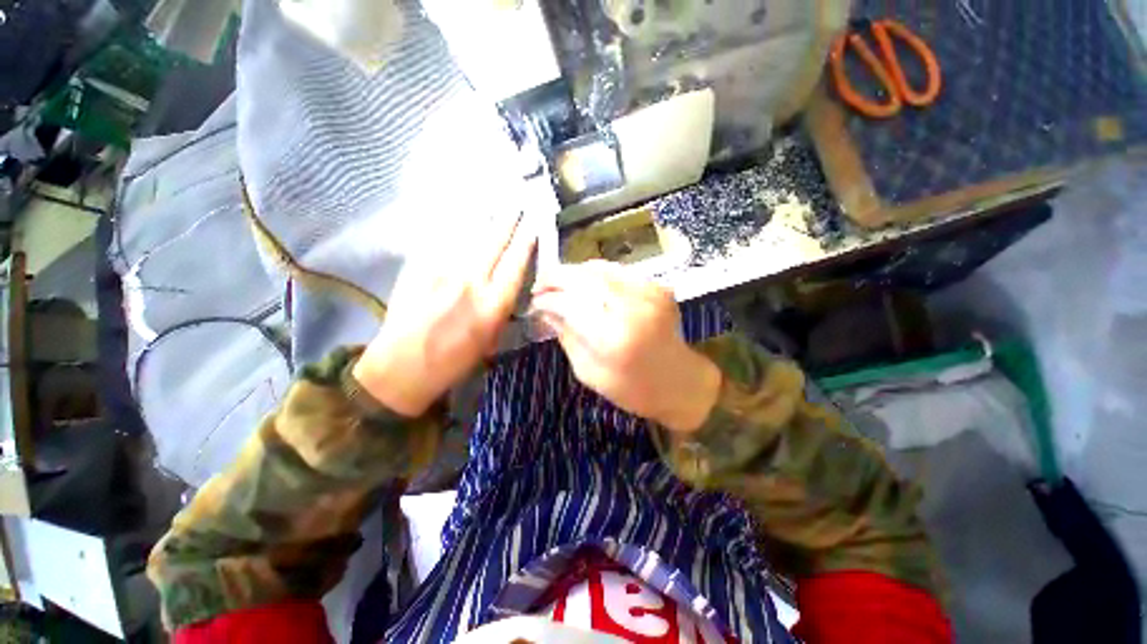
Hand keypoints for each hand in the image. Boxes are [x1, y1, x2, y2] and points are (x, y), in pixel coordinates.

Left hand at [353, 213, 535, 416]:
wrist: (402, 366)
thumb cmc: (454, 360)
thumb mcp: (491, 339)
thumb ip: (501, 307)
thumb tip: (508, 282)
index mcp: (493, 305)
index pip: (516, 263)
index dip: (527, 241)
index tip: (534, 224)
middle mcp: (471, 282)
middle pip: (494, 241)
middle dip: (508, 219)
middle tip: (518, 202)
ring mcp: (442, 270)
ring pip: (468, 235)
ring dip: (483, 217)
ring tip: (493, 202)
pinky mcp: (418, 267)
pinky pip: (442, 239)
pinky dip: (454, 227)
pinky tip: (461, 216)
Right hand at [531, 261, 720, 433]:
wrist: (680, 382)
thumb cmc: (632, 389)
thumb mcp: (588, 371)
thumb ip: (566, 336)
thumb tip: (545, 310)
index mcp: (613, 338)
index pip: (570, 303)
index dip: (547, 298)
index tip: (534, 301)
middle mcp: (632, 307)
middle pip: (584, 278)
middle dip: (556, 277)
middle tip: (541, 284)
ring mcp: (648, 292)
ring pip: (600, 268)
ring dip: (574, 272)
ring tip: (559, 283)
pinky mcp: (657, 286)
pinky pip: (618, 271)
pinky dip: (596, 273)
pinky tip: (585, 283)